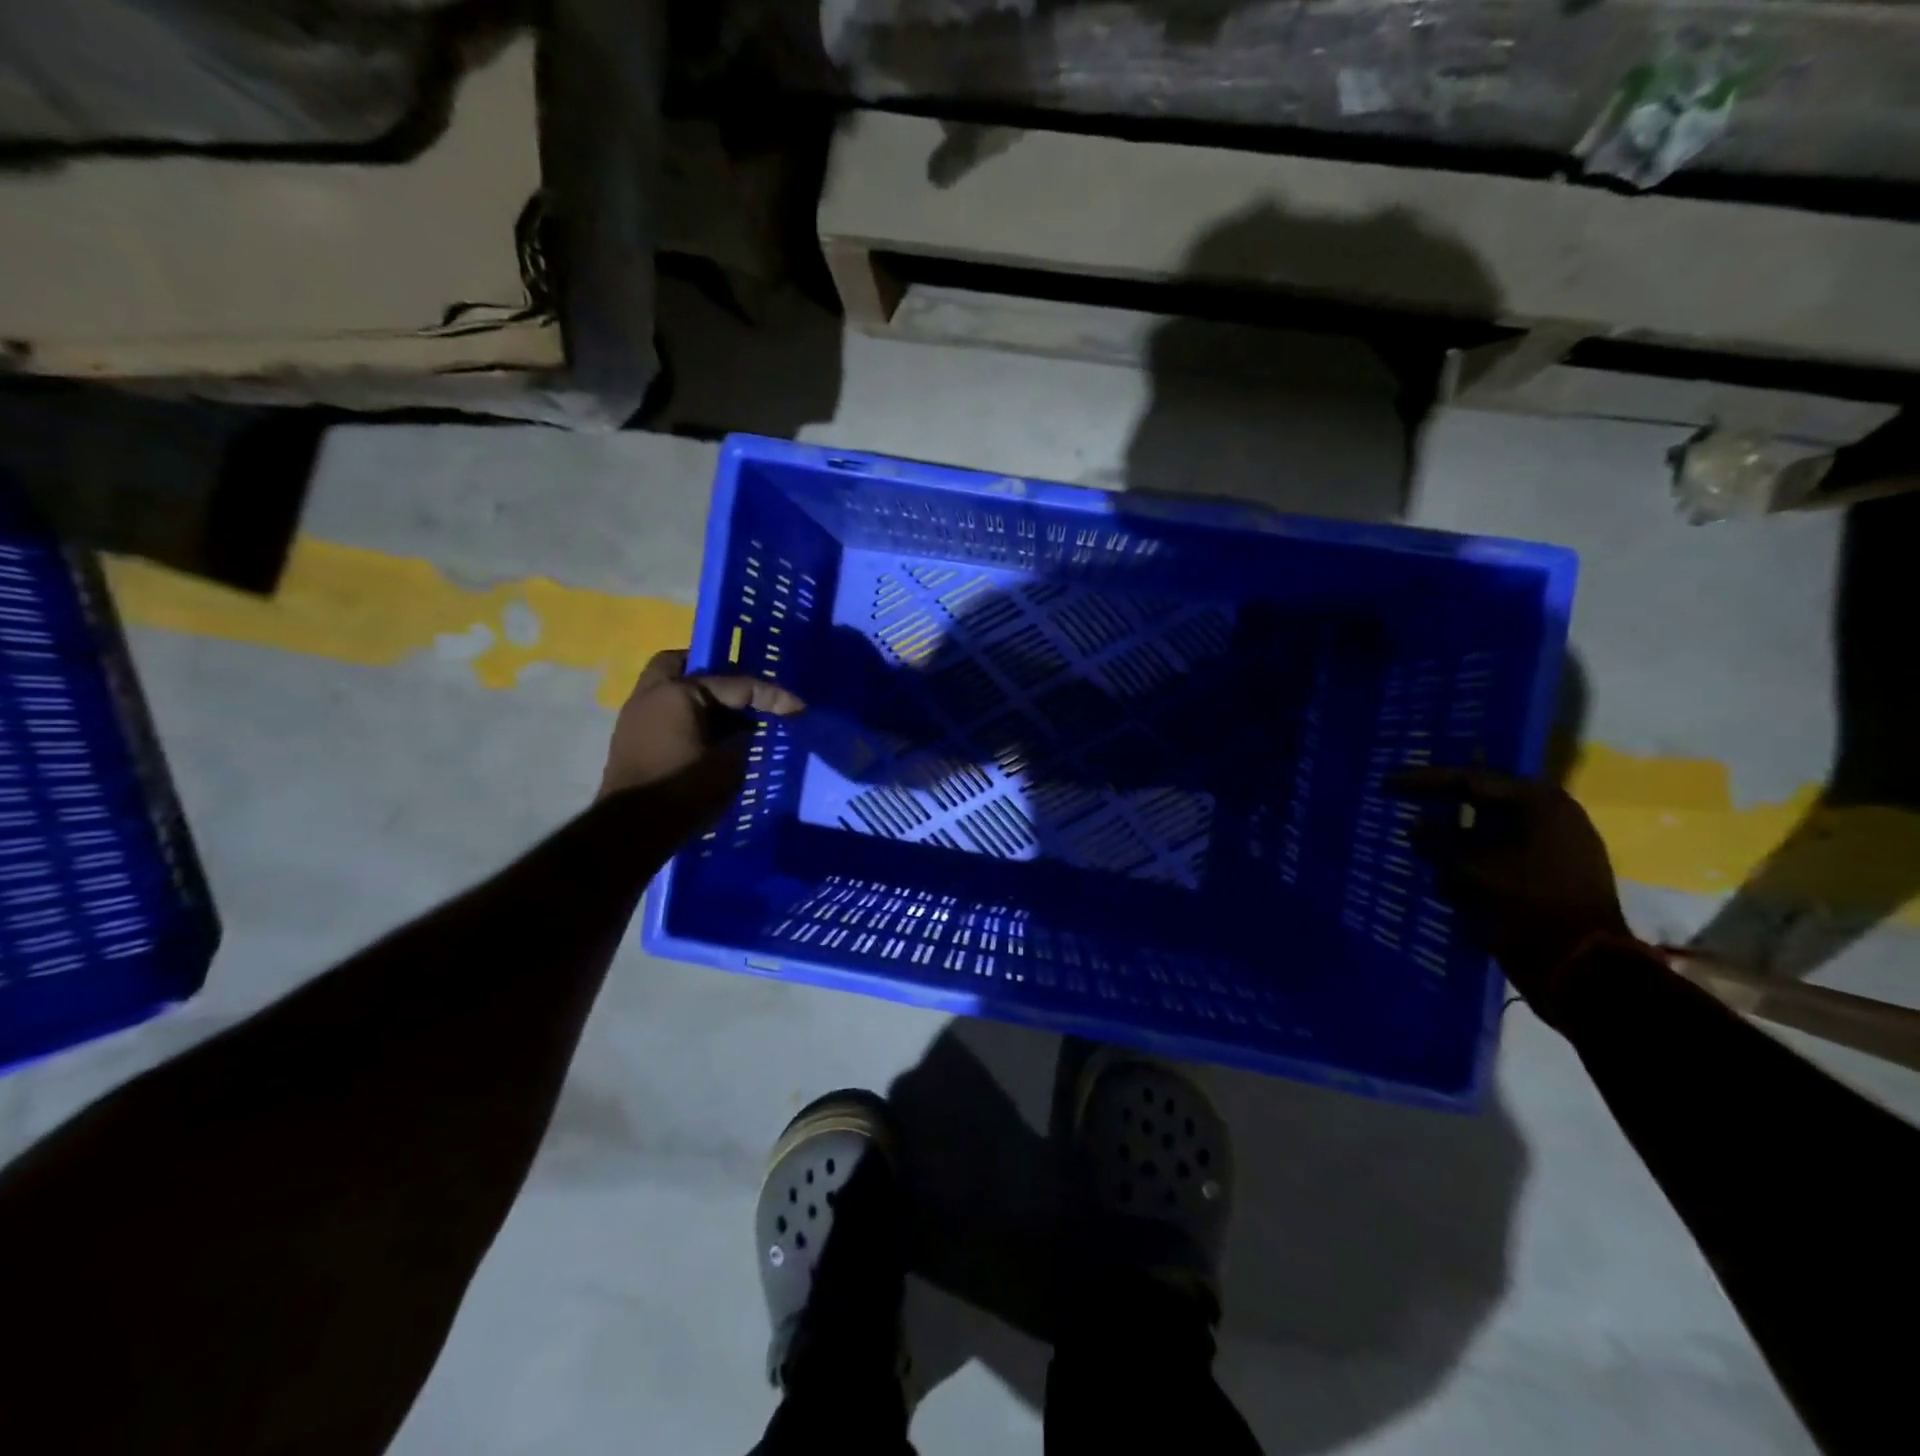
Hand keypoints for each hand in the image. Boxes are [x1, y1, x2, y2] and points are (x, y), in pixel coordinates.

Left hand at [600, 649, 802, 805]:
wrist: (629, 833)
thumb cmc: (682, 791)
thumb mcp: (729, 764)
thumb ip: (744, 738)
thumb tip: (745, 729)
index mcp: (678, 692)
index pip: (735, 684)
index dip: (772, 696)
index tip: (799, 707)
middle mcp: (651, 694)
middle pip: (685, 665)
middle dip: (715, 673)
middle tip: (742, 693)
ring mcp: (635, 716)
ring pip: (671, 689)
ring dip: (699, 698)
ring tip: (730, 719)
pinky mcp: (631, 739)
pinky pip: (664, 711)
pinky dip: (687, 715)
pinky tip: (709, 737)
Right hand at [1390, 766, 1630, 1012]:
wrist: (1581, 968)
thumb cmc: (1529, 905)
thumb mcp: (1473, 868)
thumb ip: (1439, 841)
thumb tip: (1415, 825)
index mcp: (1540, 805)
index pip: (1471, 779)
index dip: (1424, 779)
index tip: (1387, 781)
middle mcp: (1549, 819)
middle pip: (1480, 804)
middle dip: (1440, 808)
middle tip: (1401, 802)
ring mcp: (1550, 851)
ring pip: (1486, 834)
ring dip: (1451, 841)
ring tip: (1417, 846)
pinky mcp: (1544, 879)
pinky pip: (1496, 860)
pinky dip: (1467, 865)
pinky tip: (1442, 878)